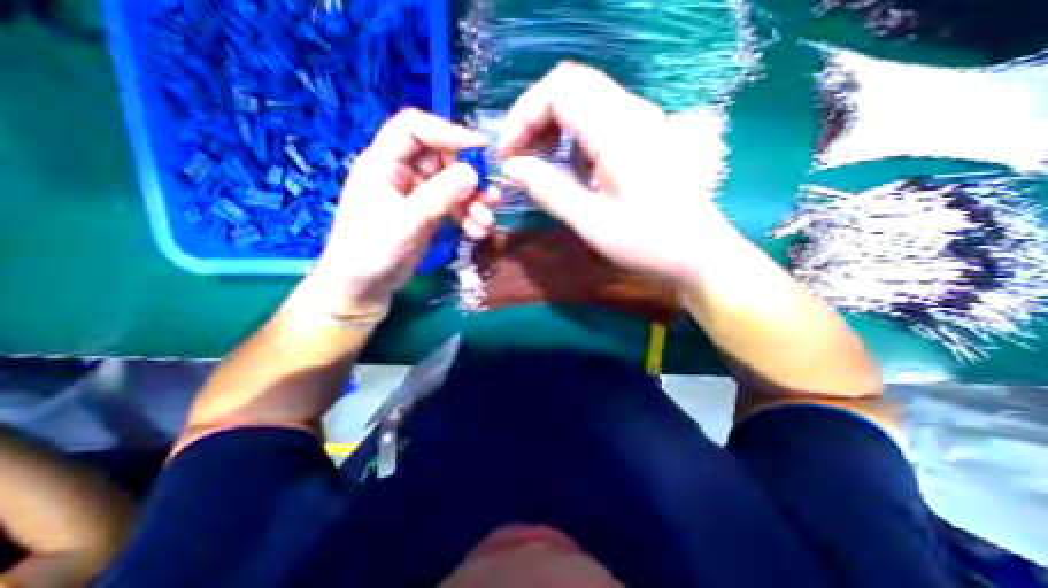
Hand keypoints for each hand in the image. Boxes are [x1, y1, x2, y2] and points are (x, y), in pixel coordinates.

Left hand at [310, 110, 492, 312]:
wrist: (364, 287)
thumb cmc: (371, 252)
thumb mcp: (405, 223)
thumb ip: (438, 197)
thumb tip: (473, 174)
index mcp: (383, 163)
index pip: (414, 129)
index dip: (447, 132)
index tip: (480, 149)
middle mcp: (402, 172)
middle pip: (442, 158)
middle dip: (470, 176)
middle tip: (491, 196)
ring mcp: (418, 194)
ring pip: (453, 184)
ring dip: (474, 201)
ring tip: (486, 222)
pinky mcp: (429, 213)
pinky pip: (455, 206)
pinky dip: (469, 217)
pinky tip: (478, 232)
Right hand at [501, 62, 729, 284]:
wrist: (697, 251)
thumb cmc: (646, 242)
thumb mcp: (590, 222)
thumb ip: (548, 189)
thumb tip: (511, 167)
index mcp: (618, 132)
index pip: (559, 90)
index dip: (524, 114)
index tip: (509, 152)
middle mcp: (632, 113)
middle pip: (570, 84)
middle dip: (535, 116)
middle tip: (521, 155)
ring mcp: (642, 120)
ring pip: (584, 96)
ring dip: (553, 123)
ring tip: (541, 161)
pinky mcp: (644, 133)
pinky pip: (599, 115)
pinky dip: (572, 132)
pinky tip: (570, 164)